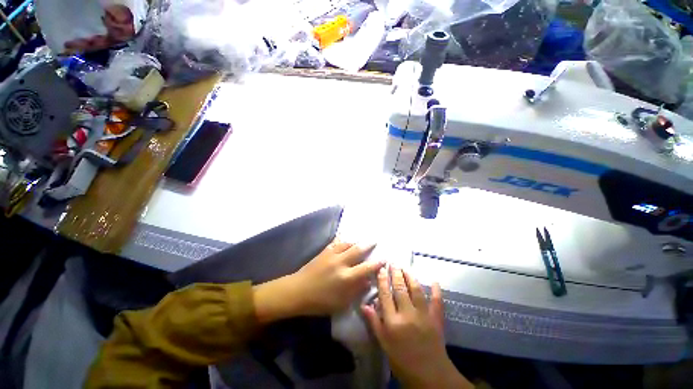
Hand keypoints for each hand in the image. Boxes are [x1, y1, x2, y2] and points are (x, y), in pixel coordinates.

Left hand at [253, 239, 383, 322]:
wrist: (297, 291)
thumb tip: (368, 281)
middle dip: (368, 245)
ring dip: (355, 241)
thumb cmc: (320, 302)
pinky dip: (342, 240)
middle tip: (375, 240)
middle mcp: (341, 263)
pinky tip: (345, 239)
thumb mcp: (341, 303)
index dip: (377, 263)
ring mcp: (331, 255)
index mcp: (346, 277)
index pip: (366, 268)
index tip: (384, 258)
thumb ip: (356, 291)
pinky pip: (335, 243)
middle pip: (358, 250)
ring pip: (347, 244)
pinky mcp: (323, 252)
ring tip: (361, 240)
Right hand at [362, 267, 472, 388]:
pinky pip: (437, 302)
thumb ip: (374, 322)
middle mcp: (408, 314)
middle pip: (400, 289)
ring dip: (410, 277)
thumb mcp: (384, 344)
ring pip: (416, 291)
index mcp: (393, 321)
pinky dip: (437, 291)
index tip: (381, 269)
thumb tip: (364, 305)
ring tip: (405, 268)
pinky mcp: (436, 319)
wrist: (429, 376)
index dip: (382, 281)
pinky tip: (435, 281)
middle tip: (393, 263)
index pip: (385, 295)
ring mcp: (424, 315)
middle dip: (396, 274)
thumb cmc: (402, 360)